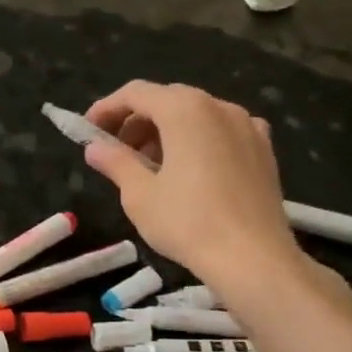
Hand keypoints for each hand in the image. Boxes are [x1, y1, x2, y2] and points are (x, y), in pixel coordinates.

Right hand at [83, 80, 303, 285]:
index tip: (88, 130)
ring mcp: (248, 126)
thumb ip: (115, 162)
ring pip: (197, 115)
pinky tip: (192, 170)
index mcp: (185, 110)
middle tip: (117, 151)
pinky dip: (199, 141)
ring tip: (151, 166)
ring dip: (167, 132)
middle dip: (137, 121)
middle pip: (168, 100)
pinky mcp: (264, 150)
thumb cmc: (187, 222)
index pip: (136, 93)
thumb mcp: (138, 194)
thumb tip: (95, 148)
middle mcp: (219, 107)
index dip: (107, 108)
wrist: (253, 258)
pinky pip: (222, 132)